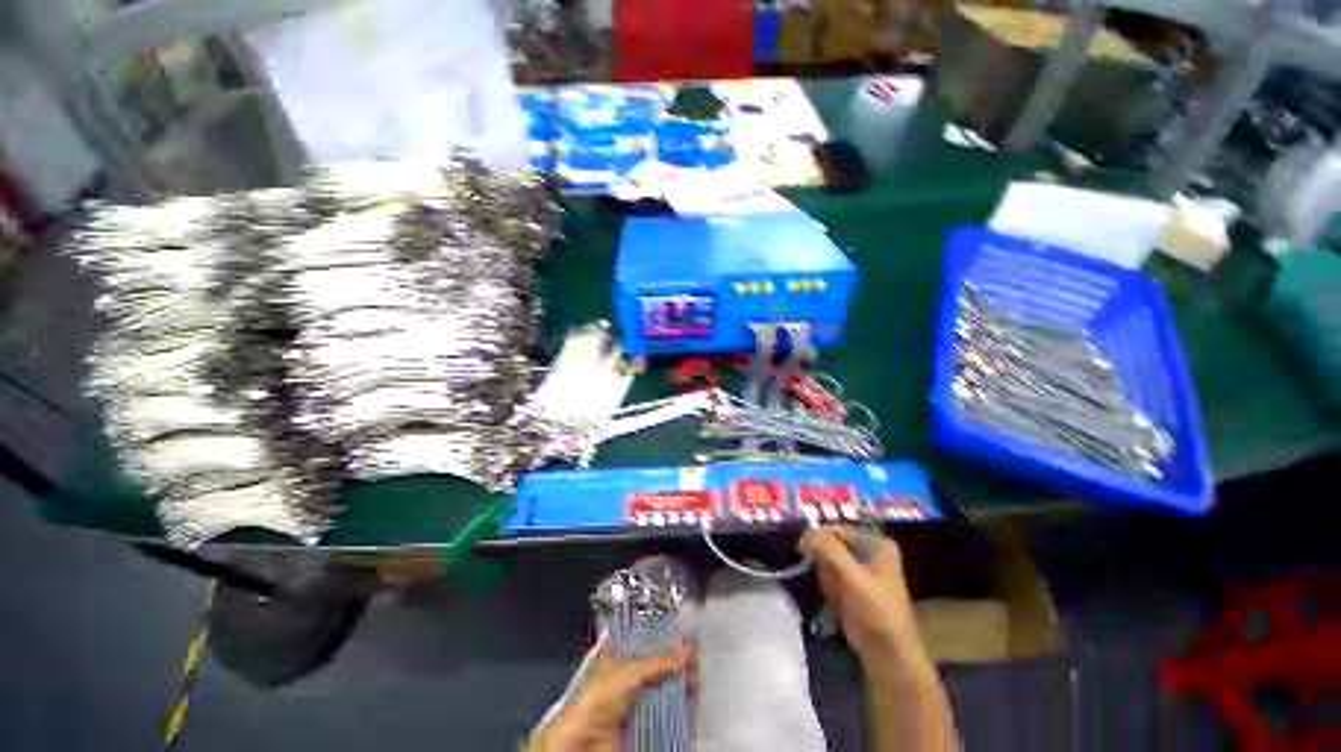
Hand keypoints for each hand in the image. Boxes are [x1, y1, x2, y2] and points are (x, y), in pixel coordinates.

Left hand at [530, 644, 692, 751]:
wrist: (587, 743)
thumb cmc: (597, 699)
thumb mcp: (628, 671)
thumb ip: (657, 662)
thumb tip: (684, 653)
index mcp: (616, 657)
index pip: (642, 640)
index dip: (661, 635)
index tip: (680, 632)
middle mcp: (625, 677)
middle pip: (655, 664)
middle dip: (675, 660)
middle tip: (693, 655)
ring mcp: (633, 700)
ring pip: (661, 686)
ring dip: (679, 682)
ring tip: (695, 677)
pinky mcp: (641, 722)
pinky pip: (663, 710)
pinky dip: (677, 704)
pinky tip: (689, 698)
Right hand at [799, 526, 922, 666]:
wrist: (889, 657)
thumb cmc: (875, 612)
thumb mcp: (851, 576)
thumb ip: (828, 549)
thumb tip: (806, 533)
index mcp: (878, 544)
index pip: (838, 529)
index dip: (819, 537)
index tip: (802, 549)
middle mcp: (872, 552)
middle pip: (833, 545)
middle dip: (826, 564)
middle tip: (830, 583)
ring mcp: (864, 571)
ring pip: (830, 563)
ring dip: (828, 580)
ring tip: (837, 598)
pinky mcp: (856, 589)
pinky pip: (833, 579)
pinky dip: (831, 590)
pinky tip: (838, 606)